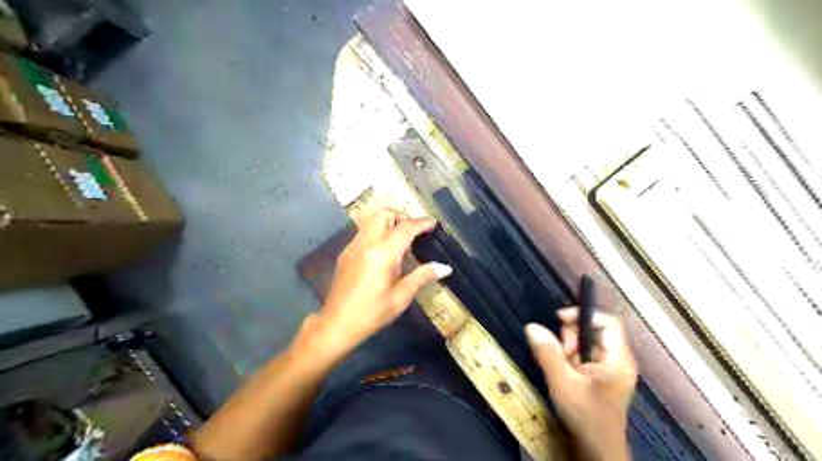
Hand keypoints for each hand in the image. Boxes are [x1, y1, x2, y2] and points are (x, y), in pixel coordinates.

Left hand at [314, 210, 452, 356]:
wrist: (337, 324)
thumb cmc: (372, 313)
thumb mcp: (401, 297)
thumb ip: (423, 276)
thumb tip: (446, 267)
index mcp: (383, 254)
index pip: (405, 228)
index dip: (421, 223)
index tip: (433, 224)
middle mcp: (366, 243)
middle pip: (384, 214)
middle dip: (402, 217)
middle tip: (414, 232)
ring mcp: (353, 246)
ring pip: (372, 220)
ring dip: (389, 223)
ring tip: (401, 241)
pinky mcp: (345, 252)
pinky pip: (364, 232)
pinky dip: (378, 232)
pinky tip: (384, 252)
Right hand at [530, 307, 638, 459]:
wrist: (596, 451)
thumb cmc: (586, 418)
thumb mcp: (563, 383)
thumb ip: (547, 353)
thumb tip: (531, 326)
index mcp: (617, 359)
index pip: (607, 322)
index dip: (583, 315)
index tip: (559, 320)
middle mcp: (617, 360)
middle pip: (593, 331)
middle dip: (571, 338)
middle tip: (559, 355)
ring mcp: (609, 369)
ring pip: (584, 344)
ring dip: (567, 350)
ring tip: (561, 369)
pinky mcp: (599, 377)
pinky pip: (582, 357)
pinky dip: (569, 360)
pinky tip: (563, 375)